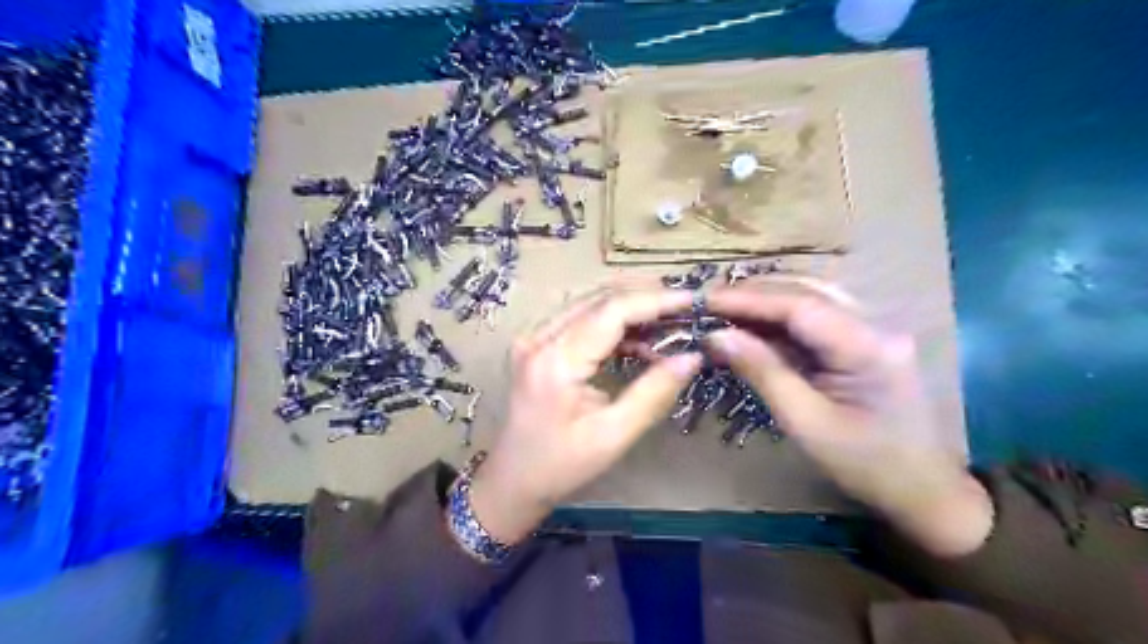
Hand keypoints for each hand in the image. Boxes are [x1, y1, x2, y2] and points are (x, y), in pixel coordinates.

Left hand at [471, 287, 703, 542]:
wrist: (512, 479)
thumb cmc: (560, 466)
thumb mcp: (613, 435)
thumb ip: (653, 392)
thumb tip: (693, 357)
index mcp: (555, 361)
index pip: (611, 310)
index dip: (655, 300)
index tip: (692, 301)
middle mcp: (539, 337)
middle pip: (600, 298)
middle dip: (647, 298)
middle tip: (687, 310)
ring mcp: (534, 337)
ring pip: (591, 303)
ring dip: (632, 308)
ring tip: (670, 325)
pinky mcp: (537, 343)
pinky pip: (581, 318)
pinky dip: (614, 323)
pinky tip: (640, 341)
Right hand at [705, 280, 991, 554]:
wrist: (923, 489)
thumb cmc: (865, 464)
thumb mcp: (805, 422)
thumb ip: (762, 371)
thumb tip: (716, 336)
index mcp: (868, 346)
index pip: (799, 306)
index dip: (749, 299)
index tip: (706, 300)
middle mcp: (876, 324)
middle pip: (807, 291)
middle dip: (755, 293)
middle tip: (710, 301)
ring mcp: (874, 329)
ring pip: (813, 298)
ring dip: (767, 301)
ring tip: (726, 308)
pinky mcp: (866, 340)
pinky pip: (818, 317)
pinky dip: (782, 318)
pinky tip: (755, 325)